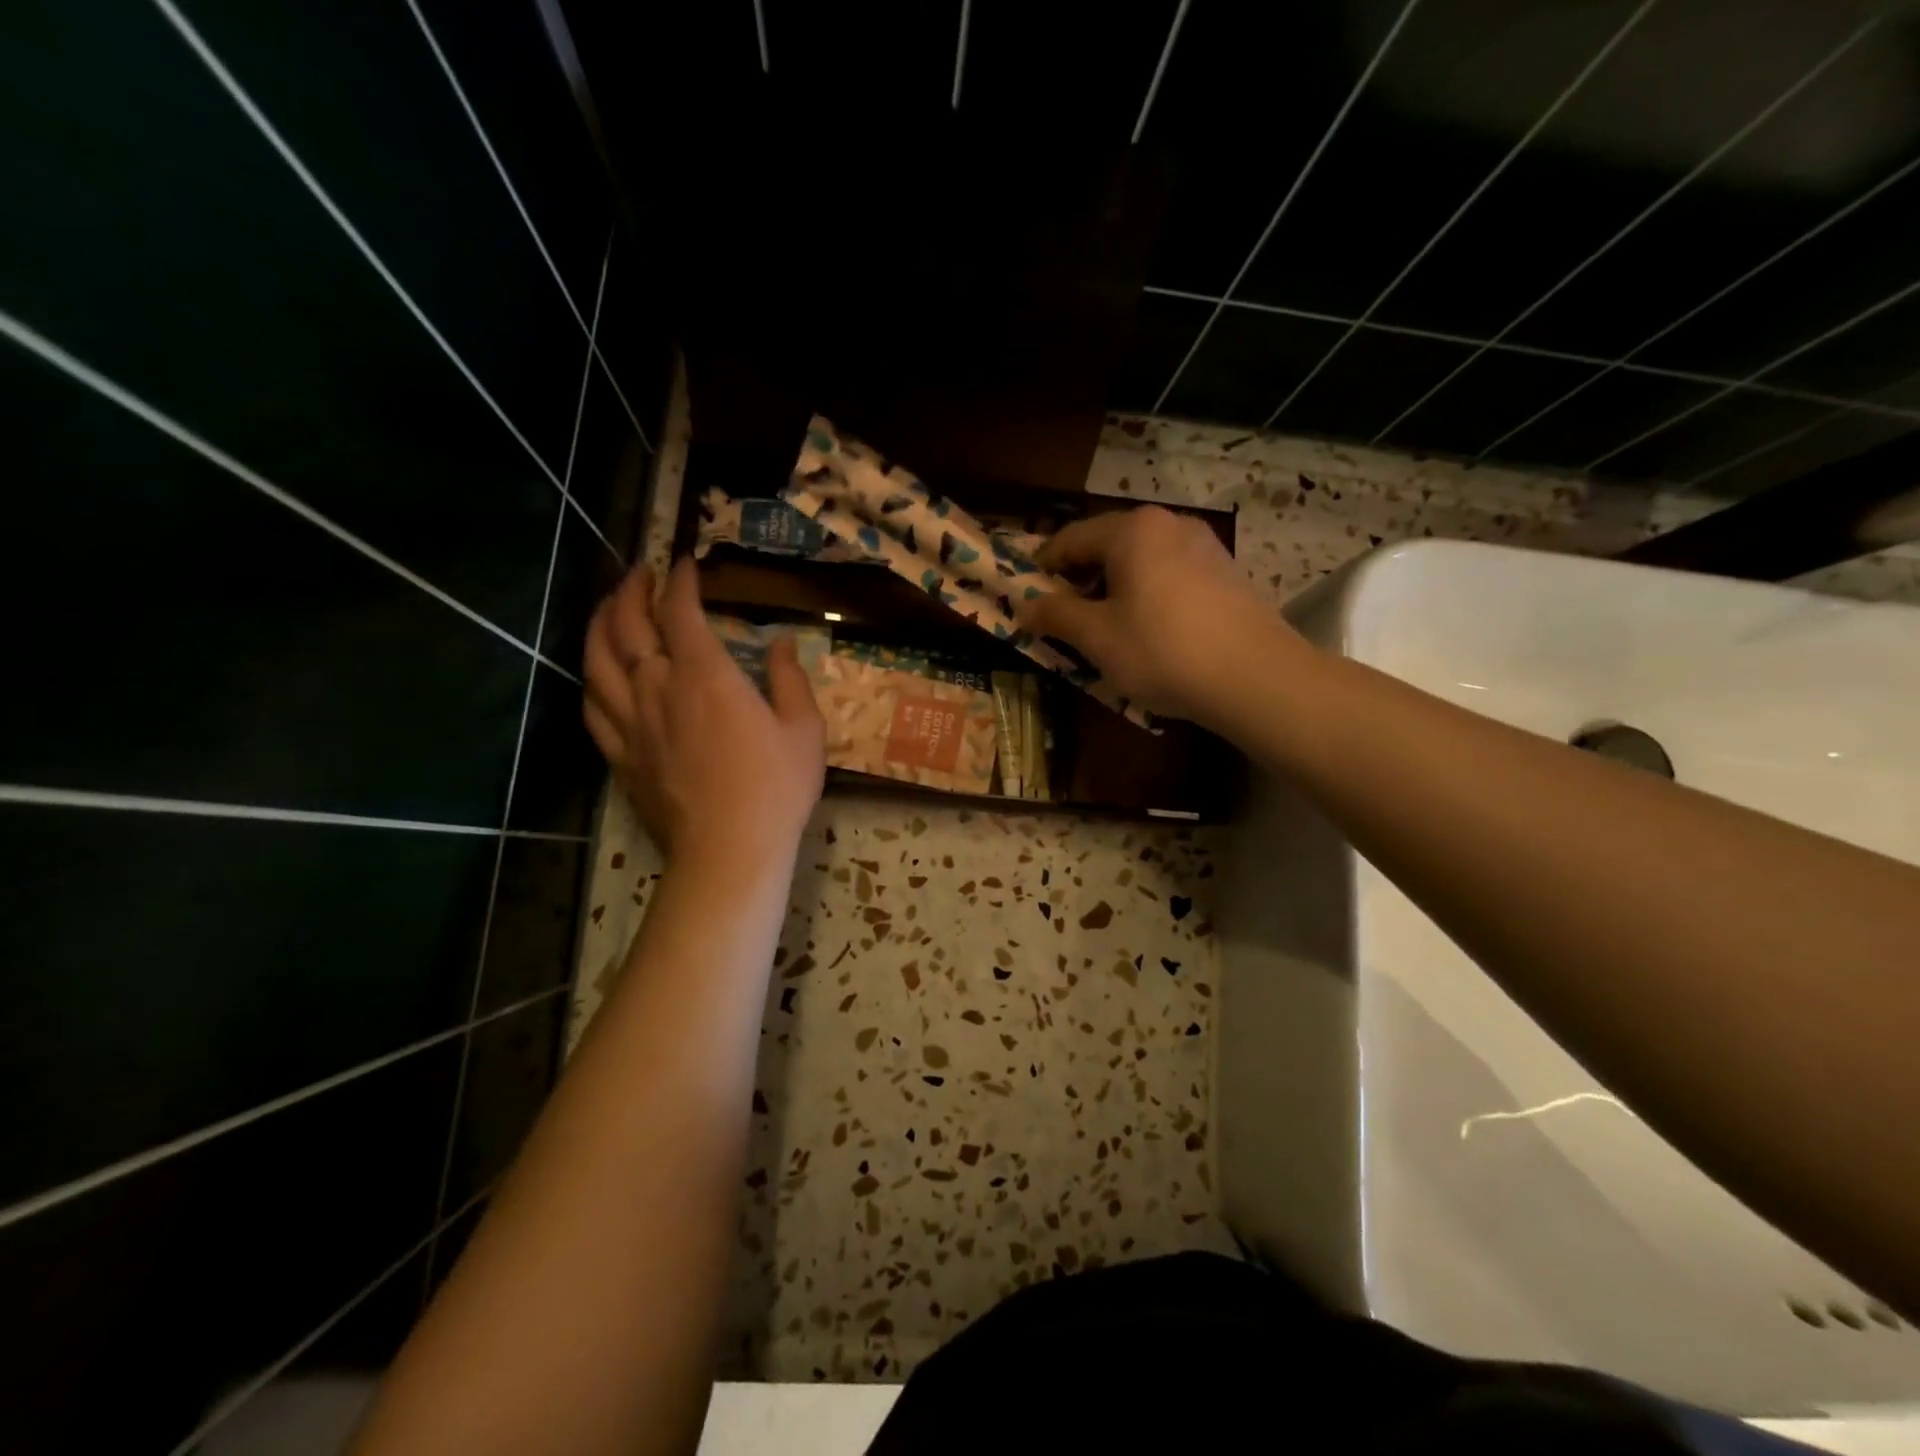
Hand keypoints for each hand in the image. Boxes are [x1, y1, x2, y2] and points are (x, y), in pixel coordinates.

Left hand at [583, 560, 824, 867]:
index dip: (681, 581)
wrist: (729, 850)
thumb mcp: (804, 729)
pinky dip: (592, 678)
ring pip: (597, 659)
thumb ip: (790, 679)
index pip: (681, 611)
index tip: (687, 564)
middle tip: (641, 573)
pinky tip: (598, 673)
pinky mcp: (620, 755)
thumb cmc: (776, 787)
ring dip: (599, 624)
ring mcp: (632, 723)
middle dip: (631, 590)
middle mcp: (658, 688)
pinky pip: (593, 706)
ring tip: (608, 608)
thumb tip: (780, 643)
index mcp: (705, 676)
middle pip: (626, 625)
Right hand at [1021, 505, 1308, 724]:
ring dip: (1114, 587)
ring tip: (1104, 625)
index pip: (1070, 539)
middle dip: (1080, 578)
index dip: (1043, 566)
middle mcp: (1169, 524)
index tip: (1026, 594)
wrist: (1255, 676)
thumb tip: (1025, 606)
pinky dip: (1147, 593)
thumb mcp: (1097, 637)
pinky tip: (1148, 628)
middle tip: (1063, 614)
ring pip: (1141, 560)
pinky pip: (1170, 574)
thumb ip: (1056, 615)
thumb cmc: (1162, 650)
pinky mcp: (1226, 571)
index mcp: (1132, 530)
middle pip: (1108, 544)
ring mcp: (1204, 545)